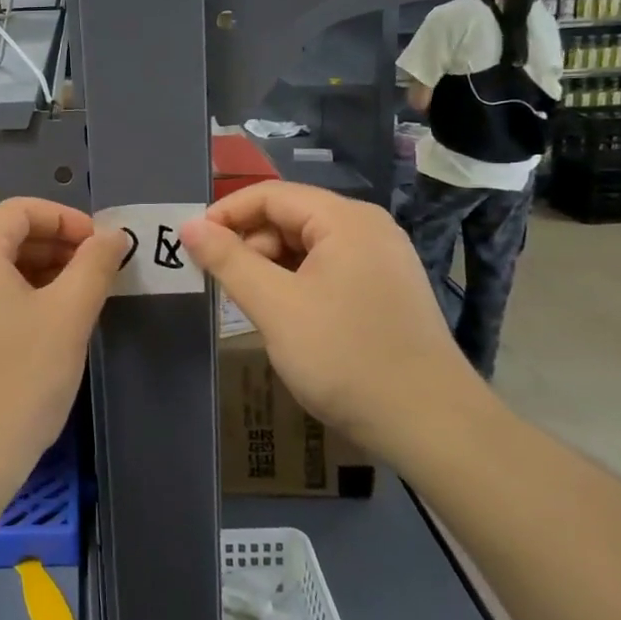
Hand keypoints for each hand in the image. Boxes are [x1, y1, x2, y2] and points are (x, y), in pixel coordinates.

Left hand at [0, 199, 127, 506]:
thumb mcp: (68, 317)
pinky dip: (16, 299)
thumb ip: (94, 266)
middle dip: (55, 247)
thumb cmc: (18, 381)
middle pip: (5, 237)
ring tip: (78, 300)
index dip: (67, 219)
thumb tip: (112, 236)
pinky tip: (45, 328)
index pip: (20, 210)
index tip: (103, 246)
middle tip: (97, 274)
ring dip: (39, 274)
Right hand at [180, 183, 487, 465]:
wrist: (430, 424)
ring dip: (272, 267)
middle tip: (222, 284)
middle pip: (291, 217)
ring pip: (309, 246)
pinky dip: (298, 283)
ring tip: (252, 305)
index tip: (192, 243)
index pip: (271, 195)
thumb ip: (228, 260)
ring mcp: (383, 260)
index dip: (226, 213)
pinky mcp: (387, 291)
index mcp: (346, 220)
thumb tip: (189, 226)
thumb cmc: (345, 357)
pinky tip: (287, 317)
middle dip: (250, 244)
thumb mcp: (275, 306)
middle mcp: (368, 229)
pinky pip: (329, 270)